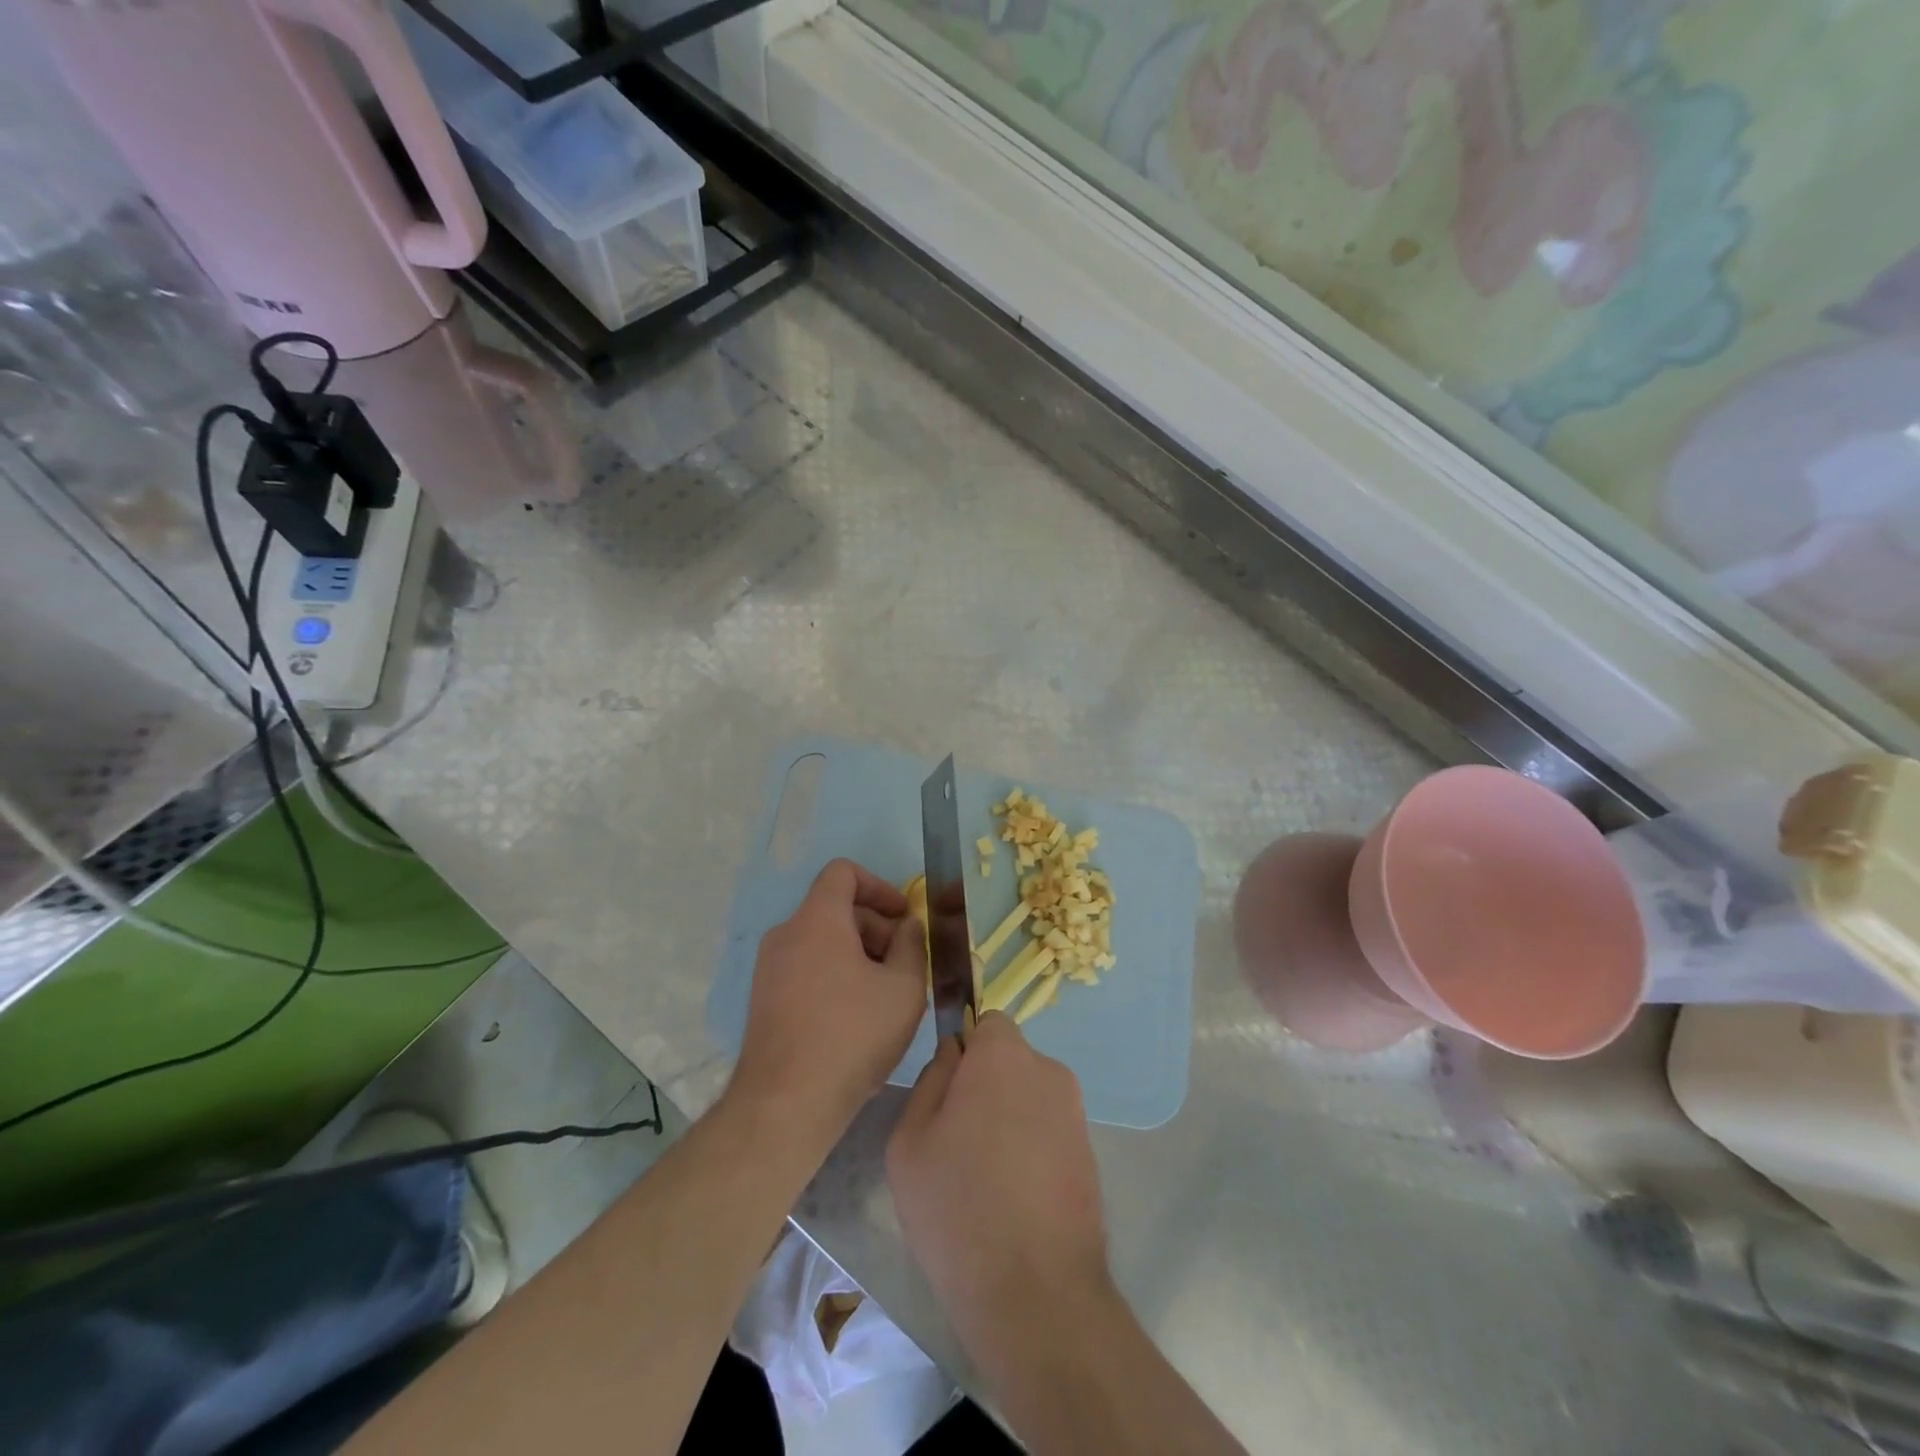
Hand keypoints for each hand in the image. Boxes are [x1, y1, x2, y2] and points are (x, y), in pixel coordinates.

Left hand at [730, 858, 927, 1135]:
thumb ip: (912, 944)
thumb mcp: (903, 987)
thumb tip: (906, 926)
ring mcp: (769, 968)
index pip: (843, 872)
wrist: (786, 1104)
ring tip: (885, 994)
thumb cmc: (853, 1035)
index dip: (879, 886)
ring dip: (858, 953)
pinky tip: (857, 1016)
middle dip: (875, 926)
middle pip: (835, 908)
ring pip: (822, 940)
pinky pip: (806, 967)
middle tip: (905, 964)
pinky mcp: (764, 999)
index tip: (904, 917)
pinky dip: (835, 974)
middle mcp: (786, 933)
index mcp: (817, 919)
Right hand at [887, 1012, 1110, 1369]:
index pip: (987, 1023)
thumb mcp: (910, 1141)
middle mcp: (1048, 1070)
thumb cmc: (958, 1209)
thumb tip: (954, 1055)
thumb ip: (930, 1080)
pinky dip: (1031, 1147)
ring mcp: (1075, 1112)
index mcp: (1003, 1057)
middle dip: (985, 1085)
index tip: (948, 1094)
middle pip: (1009, 1060)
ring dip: (1009, 1117)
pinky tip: (1014, 1197)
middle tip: (958, 1140)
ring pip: (1029, 1095)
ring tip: (985, 1176)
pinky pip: (1049, 1129)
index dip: (965, 1051)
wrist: (1037, 1295)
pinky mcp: (1090, 1152)